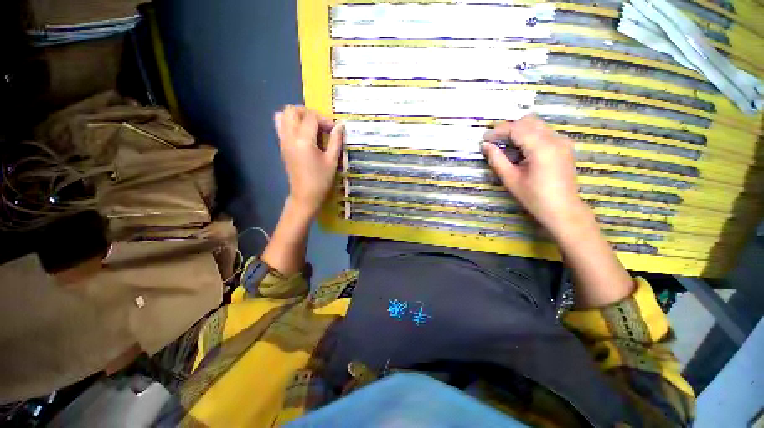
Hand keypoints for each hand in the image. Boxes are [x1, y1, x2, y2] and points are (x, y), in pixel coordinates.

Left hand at [274, 105, 343, 216]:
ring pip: (283, 116)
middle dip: (308, 113)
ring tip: (311, 127)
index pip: (311, 117)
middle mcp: (289, 137)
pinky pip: (281, 126)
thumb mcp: (332, 161)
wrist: (305, 196)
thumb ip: (336, 140)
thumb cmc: (321, 180)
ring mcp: (283, 141)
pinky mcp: (282, 146)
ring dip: (298, 116)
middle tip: (321, 125)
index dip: (325, 120)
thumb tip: (341, 125)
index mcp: (303, 140)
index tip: (334, 130)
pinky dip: (291, 123)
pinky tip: (304, 135)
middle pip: (292, 110)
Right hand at [481, 115, 587, 235]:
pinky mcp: (564, 146)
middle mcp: (555, 139)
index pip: (516, 129)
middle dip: (509, 128)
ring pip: (537, 125)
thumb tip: (485, 146)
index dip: (498, 131)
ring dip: (519, 130)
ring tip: (505, 144)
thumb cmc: (534, 197)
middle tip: (494, 140)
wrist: (562, 209)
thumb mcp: (510, 179)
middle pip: (528, 121)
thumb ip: (497, 160)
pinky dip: (529, 135)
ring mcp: (562, 141)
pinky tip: (521, 149)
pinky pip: (544, 132)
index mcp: (541, 147)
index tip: (484, 138)